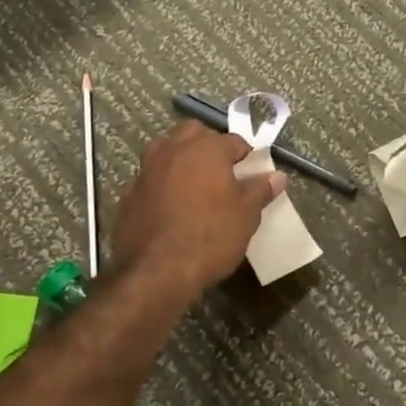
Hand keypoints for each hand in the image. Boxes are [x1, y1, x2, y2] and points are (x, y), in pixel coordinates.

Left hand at [110, 121, 285, 299]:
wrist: (156, 272)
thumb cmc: (210, 236)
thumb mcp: (246, 215)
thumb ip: (260, 190)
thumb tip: (277, 176)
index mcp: (206, 148)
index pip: (234, 141)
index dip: (246, 156)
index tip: (252, 174)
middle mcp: (173, 149)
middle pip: (194, 134)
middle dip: (208, 146)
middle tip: (222, 173)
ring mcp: (146, 170)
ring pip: (166, 152)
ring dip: (181, 161)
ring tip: (195, 187)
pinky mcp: (128, 194)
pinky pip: (151, 180)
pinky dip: (162, 186)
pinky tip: (170, 209)